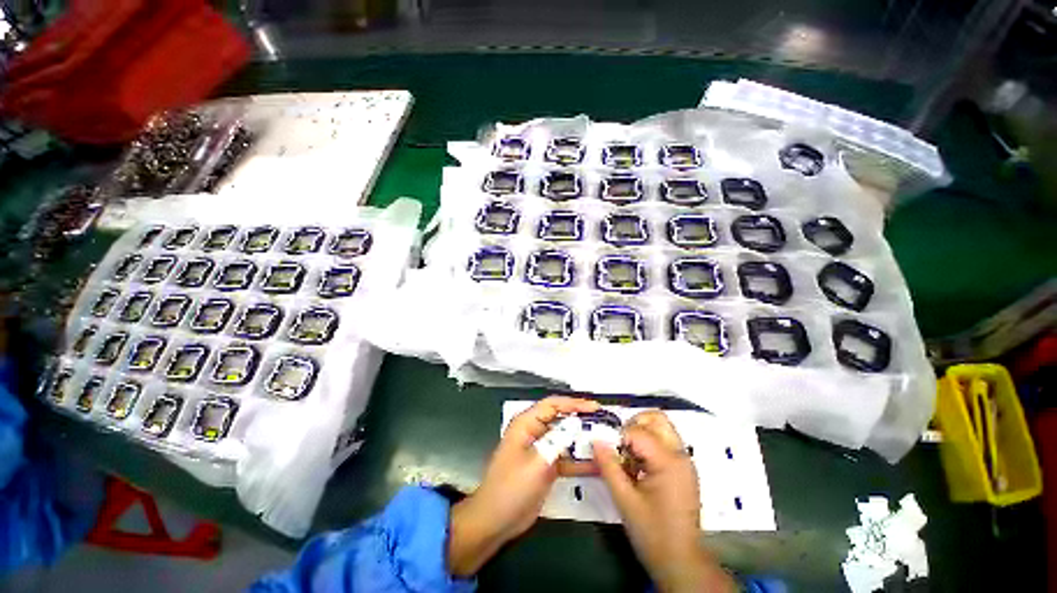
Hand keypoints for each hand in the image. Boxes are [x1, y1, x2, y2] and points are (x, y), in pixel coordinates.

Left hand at [448, 396, 599, 576]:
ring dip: (583, 441)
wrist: (495, 521)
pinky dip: (579, 461)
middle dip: (581, 420)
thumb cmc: (511, 488)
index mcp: (526, 424)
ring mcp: (541, 450)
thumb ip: (558, 442)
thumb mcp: (537, 463)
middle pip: (561, 419)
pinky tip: (597, 465)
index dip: (574, 403)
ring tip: (605, 441)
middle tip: (604, 423)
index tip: (595, 407)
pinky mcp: (545, 466)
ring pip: (565, 439)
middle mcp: (534, 432)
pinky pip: (565, 458)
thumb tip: (577, 424)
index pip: (553, 405)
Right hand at [594, 410, 735, 592]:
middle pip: (656, 418)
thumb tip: (596, 440)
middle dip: (633, 424)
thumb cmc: (652, 532)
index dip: (618, 438)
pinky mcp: (683, 469)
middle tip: (620, 444)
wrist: (681, 561)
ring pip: (661, 427)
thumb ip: (608, 466)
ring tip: (629, 456)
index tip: (609, 452)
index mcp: (668, 461)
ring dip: (641, 433)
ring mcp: (684, 461)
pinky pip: (665, 442)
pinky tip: (639, 466)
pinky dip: (649, 444)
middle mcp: (680, 455)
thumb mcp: (624, 499)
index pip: (637, 432)